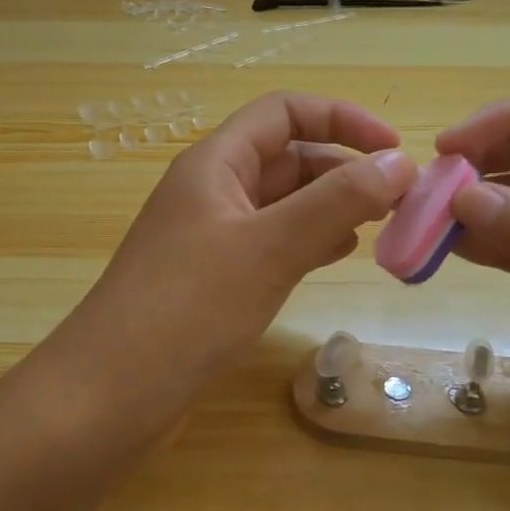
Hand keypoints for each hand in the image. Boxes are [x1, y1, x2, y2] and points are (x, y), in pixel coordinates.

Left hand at [60, 92, 416, 422]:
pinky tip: (338, 254)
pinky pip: (273, 242)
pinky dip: (309, 240)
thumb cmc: (188, 309)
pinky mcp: (215, 279)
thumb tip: (401, 162)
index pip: (285, 112)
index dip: (342, 118)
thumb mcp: (269, 247)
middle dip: (344, 167)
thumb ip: (337, 200)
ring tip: (380, 225)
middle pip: (288, 156)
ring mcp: (211, 236)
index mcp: (216, 163)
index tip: (395, 149)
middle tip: (400, 199)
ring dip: (331, 205)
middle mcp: (213, 190)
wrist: (109, 398)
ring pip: (283, 202)